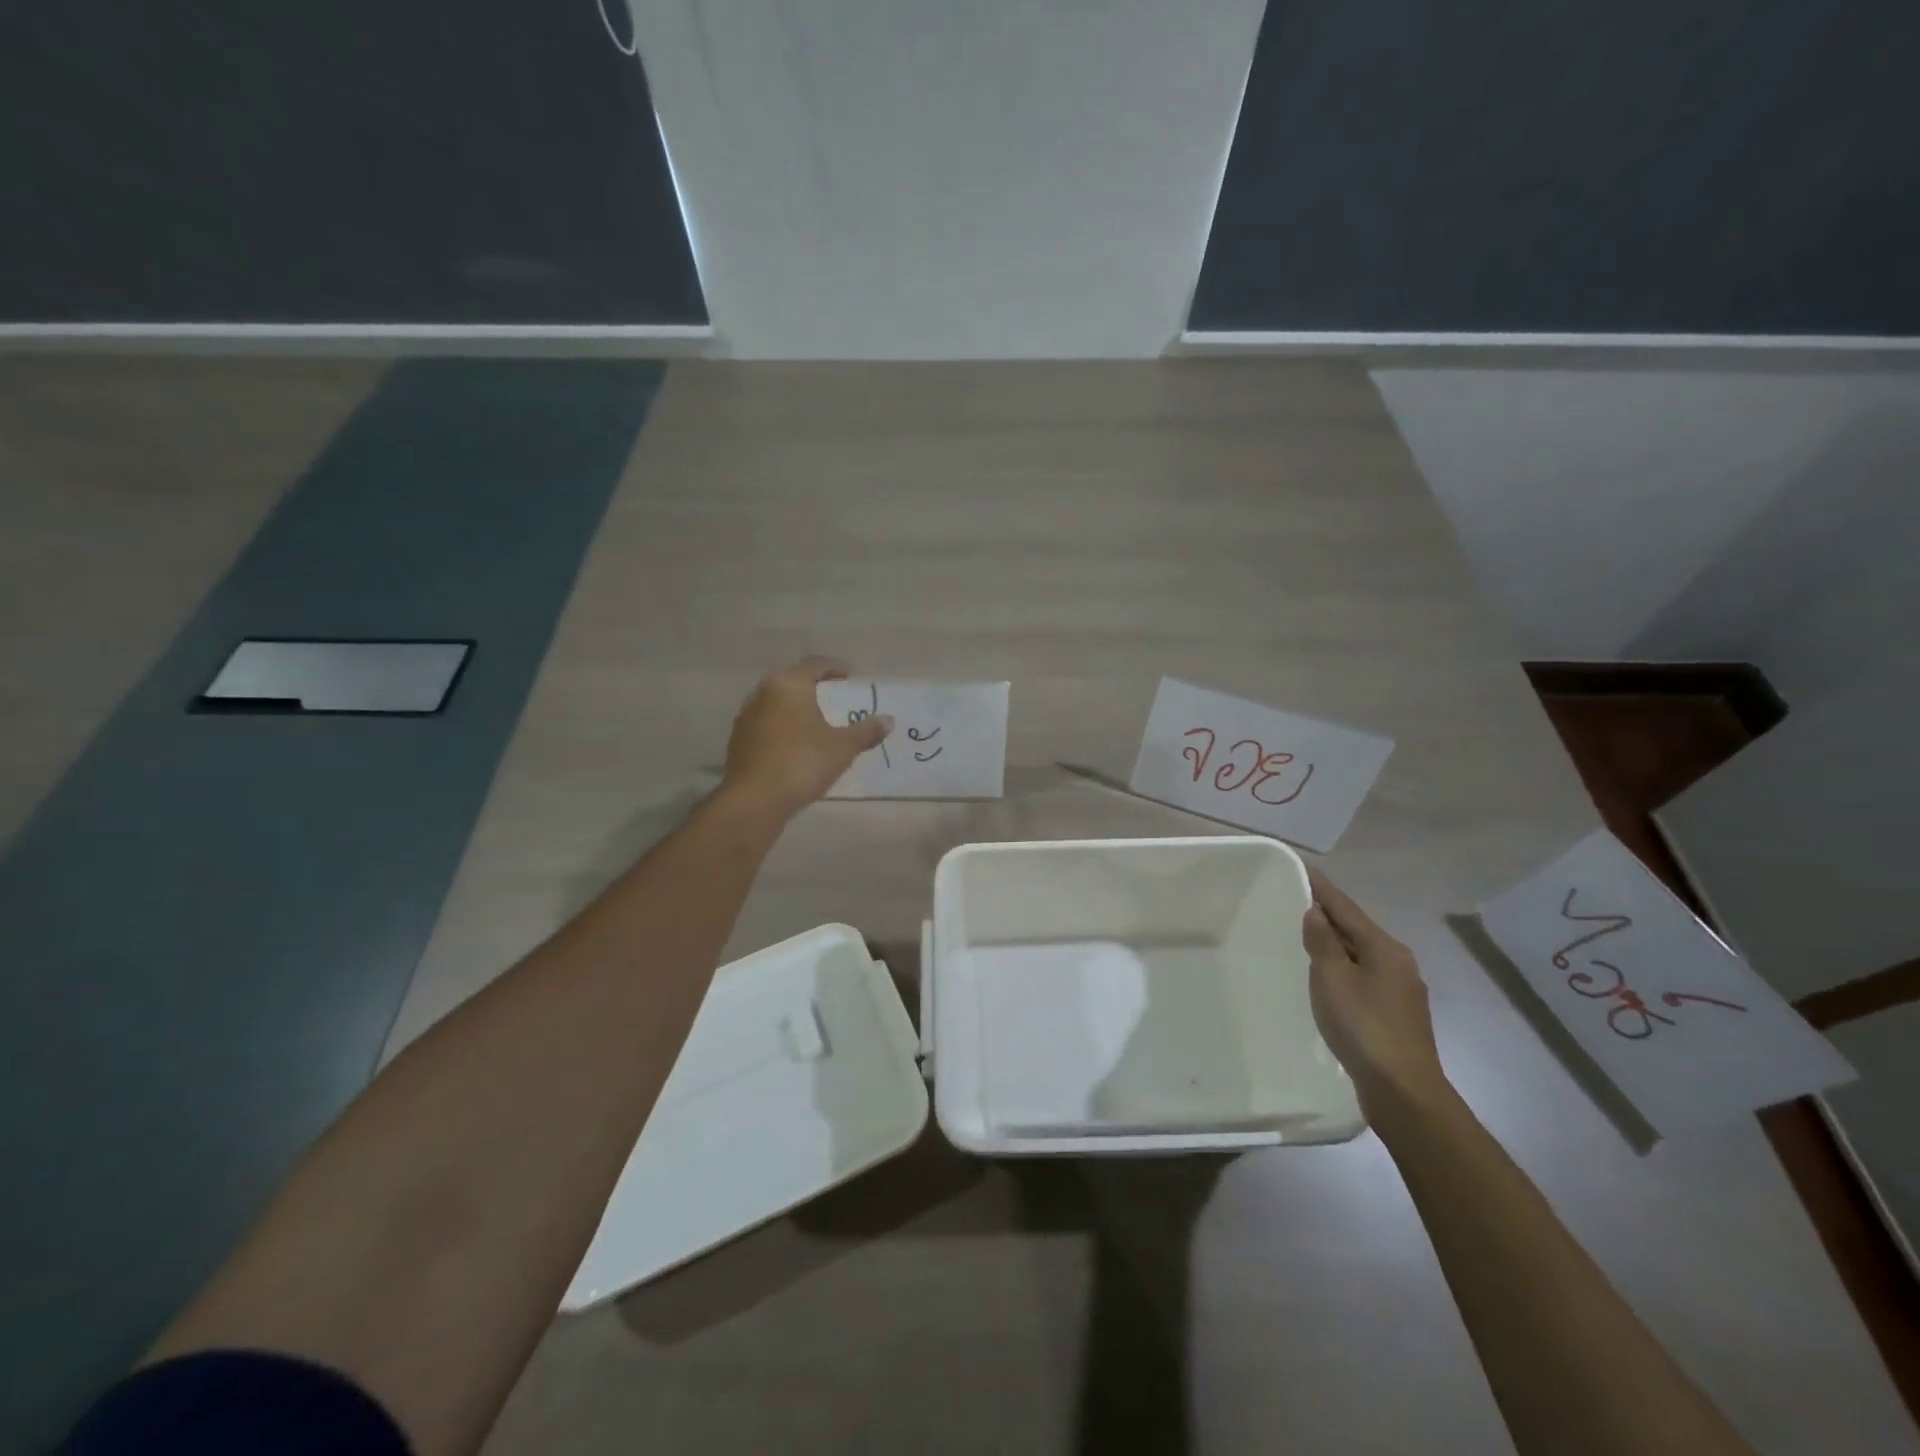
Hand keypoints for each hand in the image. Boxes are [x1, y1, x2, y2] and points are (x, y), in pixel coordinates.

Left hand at [719, 657, 891, 820]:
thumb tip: (888, 720)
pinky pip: (765, 724)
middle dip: (812, 686)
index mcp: (789, 685)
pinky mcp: (738, 740)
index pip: (814, 665)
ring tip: (814, 721)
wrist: (755, 800)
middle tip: (832, 696)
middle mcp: (763, 693)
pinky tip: (793, 744)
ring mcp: (746, 717)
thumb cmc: (803, 763)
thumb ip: (866, 731)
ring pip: (775, 703)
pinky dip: (781, 726)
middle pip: (791, 680)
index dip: (834, 667)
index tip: (850, 675)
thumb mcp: (843, 748)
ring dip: (794, 707)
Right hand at [1303, 867, 1448, 1112]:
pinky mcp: (1396, 1014)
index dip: (1322, 888)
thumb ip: (1323, 942)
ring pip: (1361, 954)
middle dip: (1329, 915)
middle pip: (1357, 929)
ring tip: (1306, 935)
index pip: (1346, 908)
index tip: (1302, 868)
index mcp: (1385, 948)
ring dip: (1335, 943)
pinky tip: (1327, 976)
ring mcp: (1401, 990)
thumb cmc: (1364, 1026)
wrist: (1403, 1091)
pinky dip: (1343, 967)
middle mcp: (1398, 962)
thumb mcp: (1333, 978)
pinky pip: (1363, 976)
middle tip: (1296, 900)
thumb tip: (1316, 913)